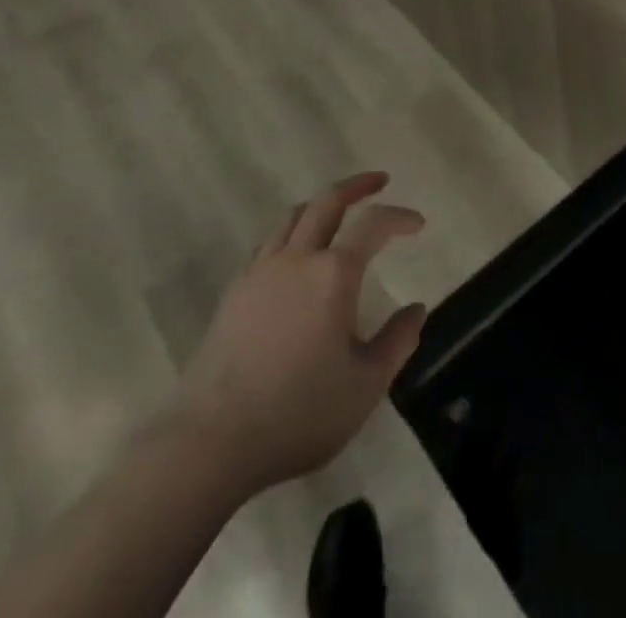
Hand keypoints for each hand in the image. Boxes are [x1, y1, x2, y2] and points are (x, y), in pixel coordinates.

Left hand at [167, 171, 426, 494]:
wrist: (208, 444)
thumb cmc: (297, 413)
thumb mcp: (365, 386)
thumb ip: (397, 342)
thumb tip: (415, 310)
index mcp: (334, 274)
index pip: (374, 224)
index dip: (399, 217)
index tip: (418, 223)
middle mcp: (297, 259)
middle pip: (327, 201)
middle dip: (357, 185)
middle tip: (379, 181)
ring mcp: (260, 272)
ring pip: (293, 216)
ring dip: (321, 204)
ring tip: (338, 211)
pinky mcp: (233, 293)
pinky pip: (268, 244)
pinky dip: (291, 233)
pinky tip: (296, 256)